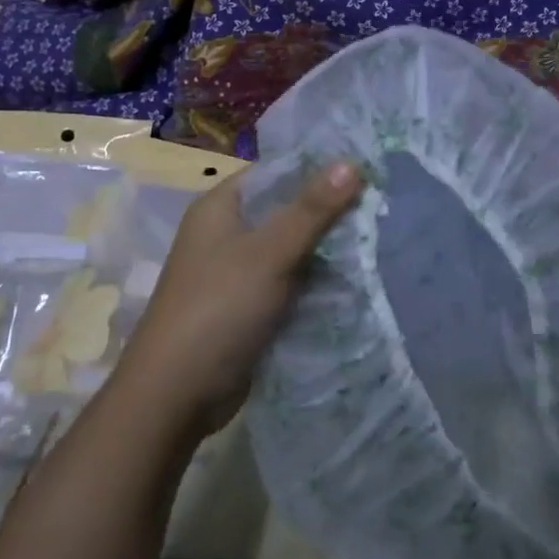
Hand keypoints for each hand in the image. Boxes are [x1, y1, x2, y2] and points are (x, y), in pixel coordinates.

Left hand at [117, 162, 360, 436]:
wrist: (177, 394)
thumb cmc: (218, 309)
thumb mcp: (270, 253)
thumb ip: (312, 209)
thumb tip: (351, 163)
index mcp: (220, 208)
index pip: (276, 172)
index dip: (318, 168)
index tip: (366, 169)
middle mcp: (226, 233)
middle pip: (286, 209)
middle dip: (329, 210)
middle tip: (382, 205)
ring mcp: (237, 272)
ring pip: (291, 248)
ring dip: (327, 247)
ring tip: (379, 236)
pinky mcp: (248, 305)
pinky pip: (289, 280)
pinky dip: (316, 279)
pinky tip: (355, 277)